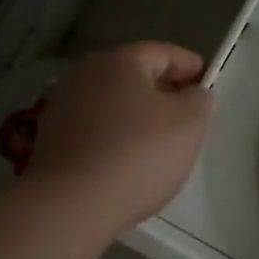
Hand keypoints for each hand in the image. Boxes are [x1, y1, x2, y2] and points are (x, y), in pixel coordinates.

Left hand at [25, 43, 212, 233]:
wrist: (70, 205)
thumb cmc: (137, 154)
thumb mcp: (189, 124)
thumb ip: (199, 101)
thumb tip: (193, 94)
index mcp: (120, 61)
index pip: (164, 53)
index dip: (190, 66)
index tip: (208, 82)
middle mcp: (85, 74)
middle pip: (134, 75)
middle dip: (162, 90)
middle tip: (187, 113)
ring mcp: (63, 105)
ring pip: (113, 102)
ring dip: (136, 115)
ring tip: (159, 141)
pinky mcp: (50, 138)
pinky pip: (94, 128)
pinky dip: (114, 136)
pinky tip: (127, 160)